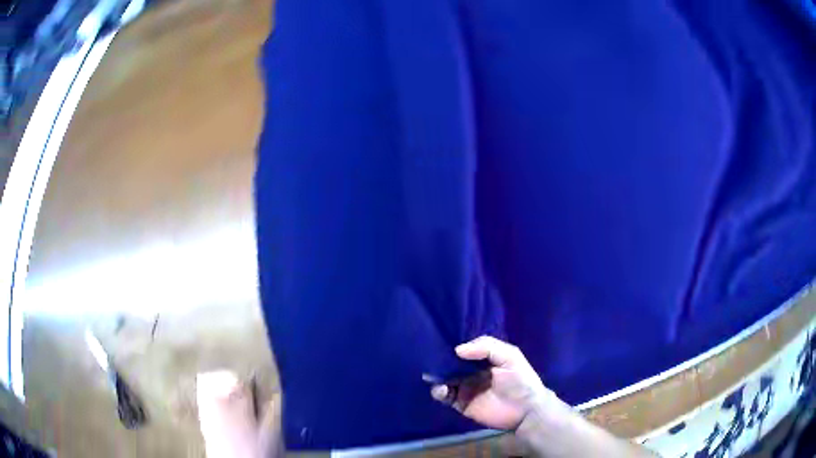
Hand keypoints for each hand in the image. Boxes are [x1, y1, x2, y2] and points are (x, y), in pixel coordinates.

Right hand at [430, 336, 566, 430]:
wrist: (526, 410)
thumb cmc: (521, 380)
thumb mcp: (510, 356)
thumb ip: (486, 347)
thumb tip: (457, 350)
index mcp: (483, 359)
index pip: (463, 350)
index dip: (451, 346)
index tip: (438, 342)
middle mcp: (471, 372)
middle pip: (450, 364)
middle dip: (439, 361)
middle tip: (430, 359)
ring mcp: (465, 388)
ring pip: (443, 379)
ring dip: (436, 377)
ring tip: (436, 377)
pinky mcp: (461, 404)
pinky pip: (444, 396)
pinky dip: (438, 392)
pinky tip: (441, 389)